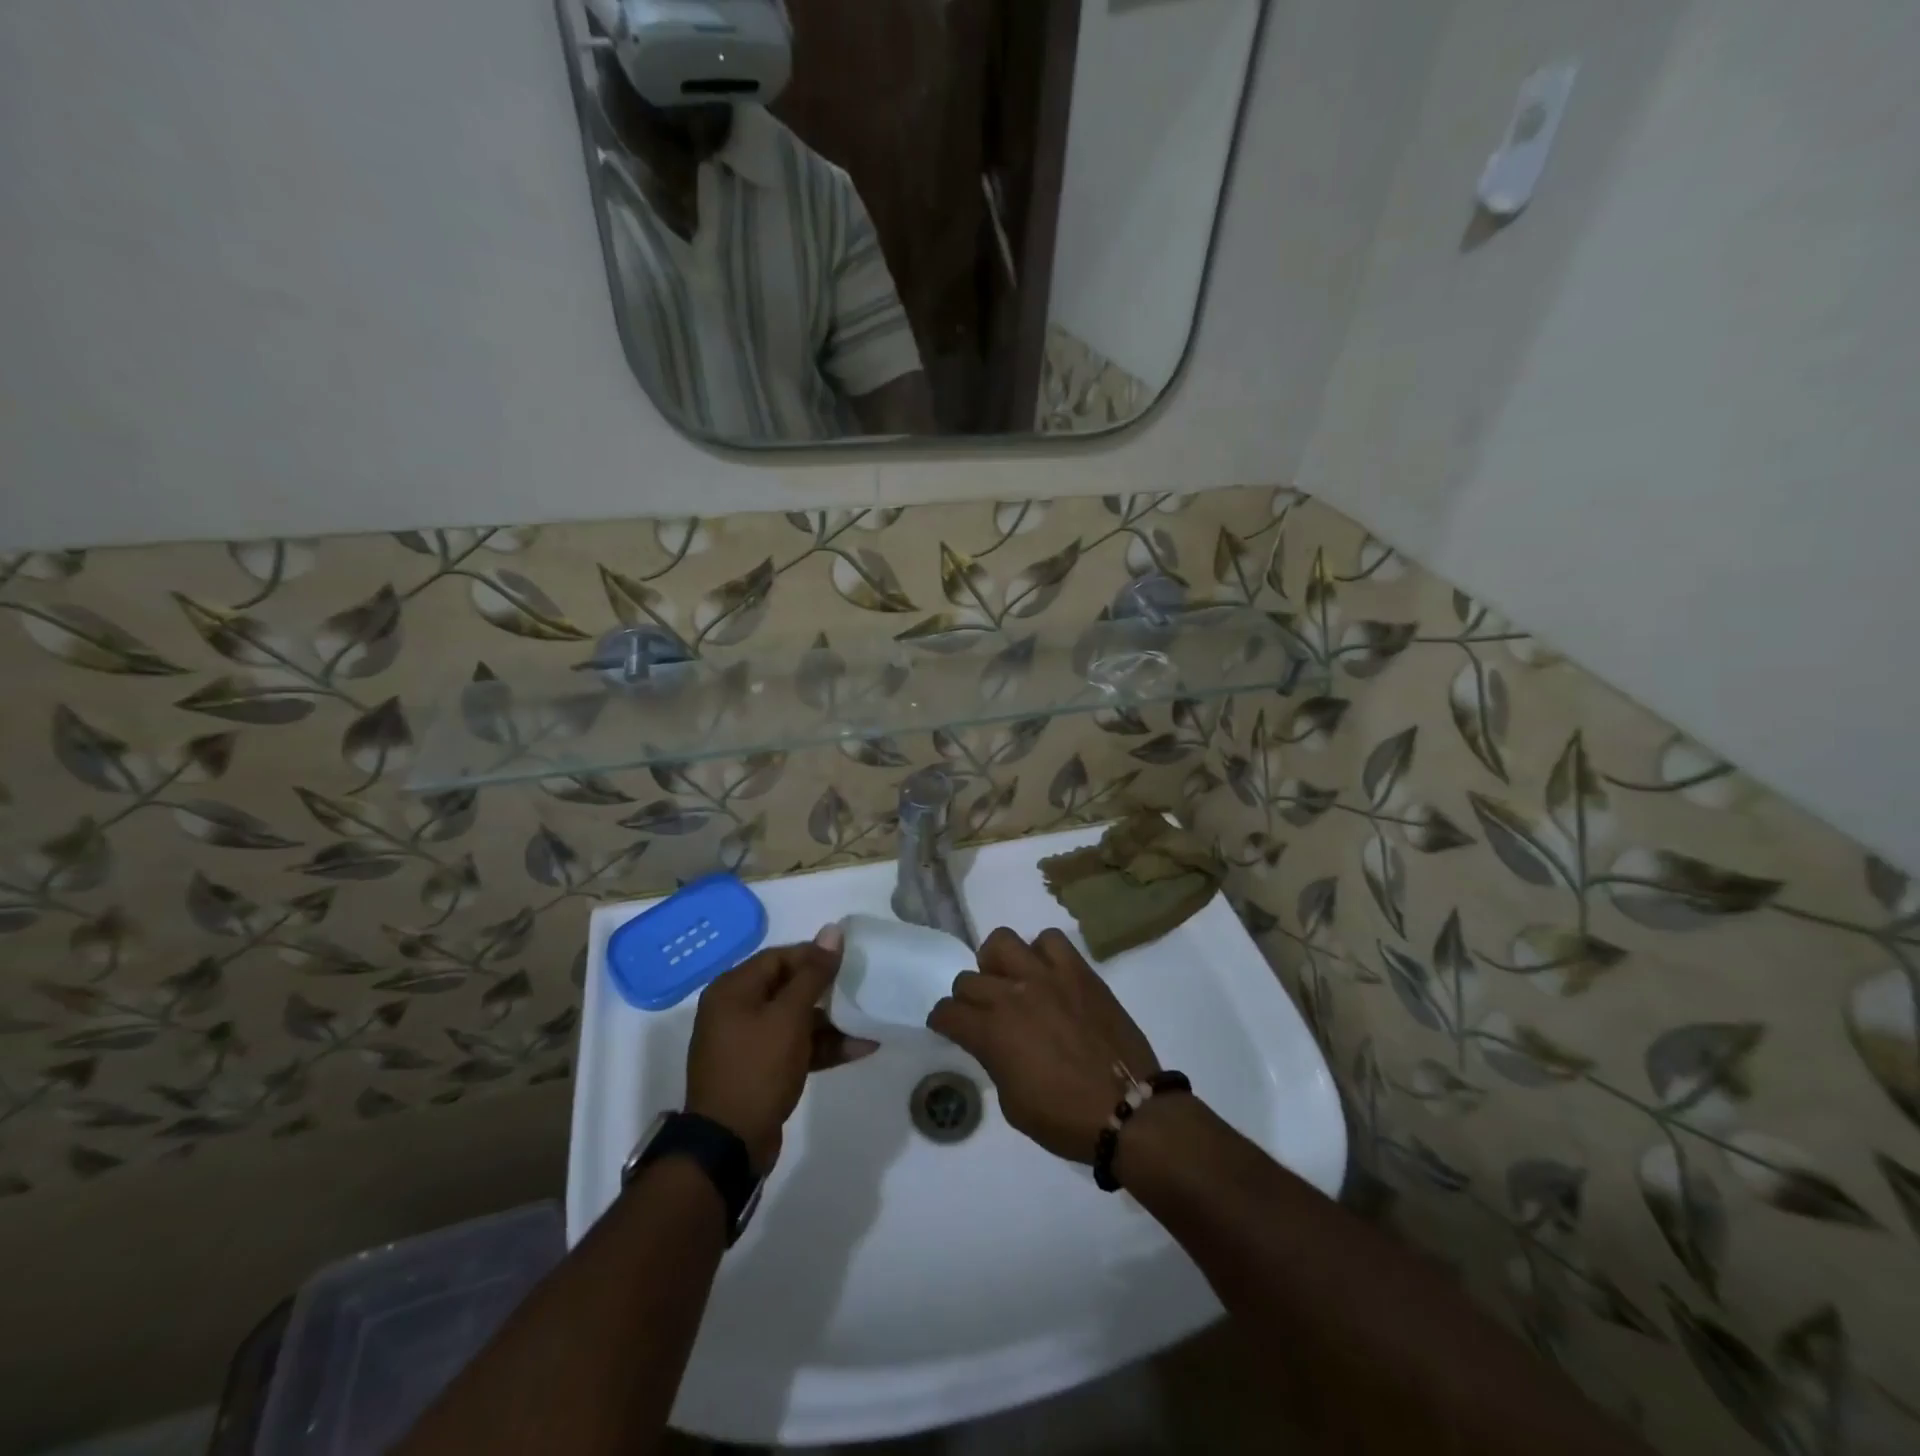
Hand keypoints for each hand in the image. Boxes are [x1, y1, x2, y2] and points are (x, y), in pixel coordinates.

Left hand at [685, 925, 875, 1173]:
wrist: (729, 1144)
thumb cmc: (757, 1068)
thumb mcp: (789, 1016)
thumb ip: (814, 973)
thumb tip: (833, 930)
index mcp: (733, 989)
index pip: (779, 957)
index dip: (814, 955)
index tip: (849, 959)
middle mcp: (736, 1010)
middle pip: (788, 986)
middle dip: (827, 989)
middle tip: (861, 985)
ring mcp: (747, 1042)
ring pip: (795, 1019)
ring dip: (831, 1021)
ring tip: (869, 1018)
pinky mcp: (760, 1070)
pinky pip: (794, 1046)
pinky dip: (822, 1046)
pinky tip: (860, 1047)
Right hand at [927, 927, 1159, 1164]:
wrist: (1128, 1109)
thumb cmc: (1065, 1118)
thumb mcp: (1013, 1103)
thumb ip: (994, 1061)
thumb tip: (992, 1042)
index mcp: (992, 1033)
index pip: (947, 1012)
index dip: (943, 1021)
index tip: (950, 1027)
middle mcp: (1012, 995)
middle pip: (968, 979)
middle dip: (967, 999)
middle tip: (983, 1014)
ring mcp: (1047, 976)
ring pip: (1001, 941)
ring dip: (998, 963)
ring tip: (1012, 982)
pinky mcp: (1078, 970)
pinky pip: (1050, 939)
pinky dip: (1042, 952)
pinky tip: (1048, 974)